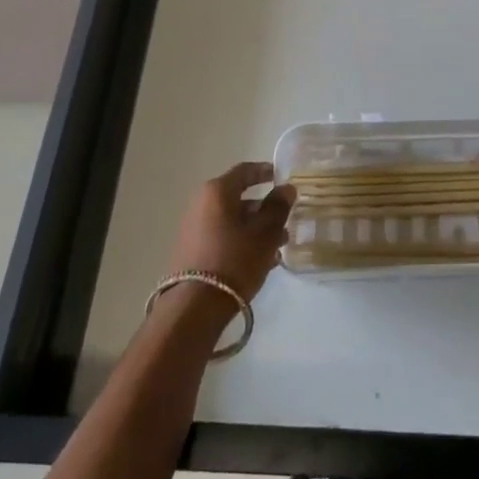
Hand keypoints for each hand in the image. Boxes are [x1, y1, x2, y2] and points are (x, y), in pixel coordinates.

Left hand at [165, 162, 294, 302]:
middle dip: (265, 209)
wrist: (194, 307)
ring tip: (278, 247)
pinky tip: (260, 261)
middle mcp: (201, 204)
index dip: (266, 171)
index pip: (245, 171)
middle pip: (239, 198)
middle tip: (286, 221)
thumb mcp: (264, 233)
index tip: (283, 177)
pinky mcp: (192, 251)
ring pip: (232, 220)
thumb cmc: (234, 260)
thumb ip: (278, 207)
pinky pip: (223, 237)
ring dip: (256, 229)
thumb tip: (286, 188)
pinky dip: (242, 242)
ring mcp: (194, 228)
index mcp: (217, 192)